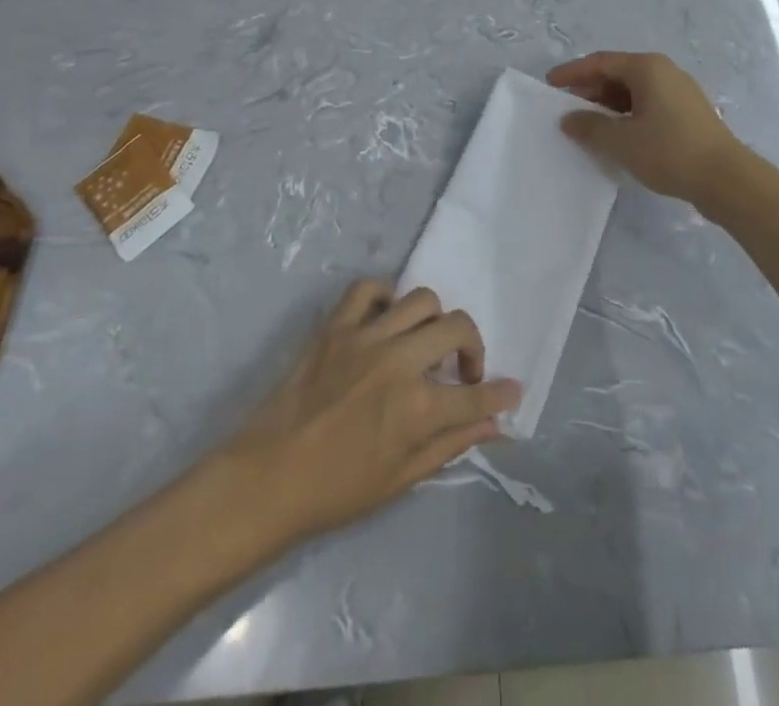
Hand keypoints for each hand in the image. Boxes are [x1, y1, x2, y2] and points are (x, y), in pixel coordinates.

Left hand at [222, 282, 518, 547]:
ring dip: (434, 321)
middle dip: (473, 347)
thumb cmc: (336, 490)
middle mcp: (399, 363)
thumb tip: (495, 425)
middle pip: (458, 328)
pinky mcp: (336, 326)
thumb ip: (452, 444)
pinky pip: (368, 288)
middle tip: (461, 370)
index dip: (500, 393)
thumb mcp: (401, 479)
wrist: (267, 478)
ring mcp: (366, 337)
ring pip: (422, 300)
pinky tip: (386, 319)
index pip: (477, 395)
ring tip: (424, 343)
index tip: (511, 389)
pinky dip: (384, 297)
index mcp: (417, 408)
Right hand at [547, 51, 743, 204]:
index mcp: (647, 68)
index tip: (550, 84)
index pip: (600, 62)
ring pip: (634, 90)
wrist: (726, 179)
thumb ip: (589, 126)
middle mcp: (664, 71)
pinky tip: (618, 134)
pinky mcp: (688, 112)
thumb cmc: (669, 151)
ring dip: (608, 104)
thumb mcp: (621, 141)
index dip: (572, 72)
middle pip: (618, 73)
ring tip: (588, 124)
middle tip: (566, 106)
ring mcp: (679, 91)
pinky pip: (648, 103)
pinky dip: (627, 113)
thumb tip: (568, 119)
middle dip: (590, 88)